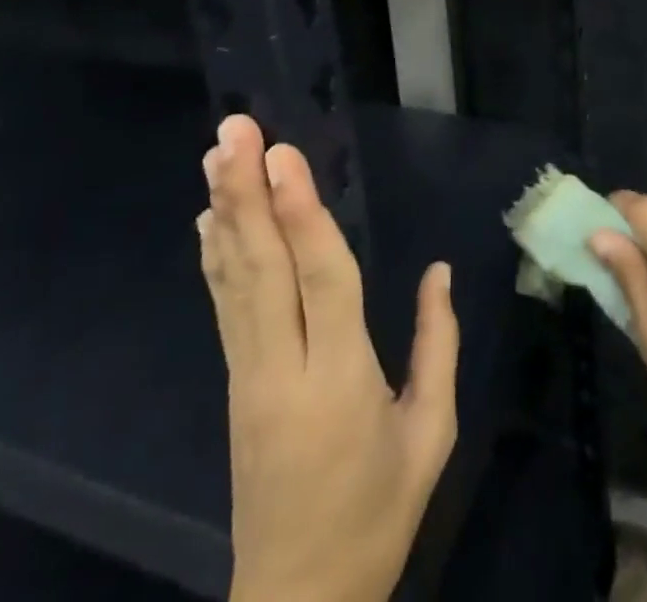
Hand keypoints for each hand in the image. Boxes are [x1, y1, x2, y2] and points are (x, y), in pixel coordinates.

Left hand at [200, 115, 457, 601]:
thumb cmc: (377, 516)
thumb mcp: (429, 436)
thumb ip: (437, 346)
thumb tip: (438, 271)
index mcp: (340, 379)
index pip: (319, 280)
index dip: (301, 214)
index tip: (283, 155)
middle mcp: (282, 367)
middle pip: (261, 267)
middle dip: (246, 192)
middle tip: (233, 131)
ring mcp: (249, 375)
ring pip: (234, 279)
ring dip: (224, 211)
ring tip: (214, 154)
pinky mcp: (235, 383)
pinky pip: (225, 305)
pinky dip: (216, 255)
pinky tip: (208, 218)